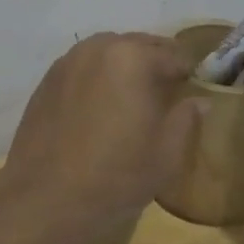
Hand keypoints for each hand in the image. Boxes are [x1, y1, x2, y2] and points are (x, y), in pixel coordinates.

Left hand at [0, 33, 201, 235]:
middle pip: (137, 45)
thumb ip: (186, 119)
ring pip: (106, 53)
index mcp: (132, 58)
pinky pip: (82, 68)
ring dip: (124, 67)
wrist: (44, 199)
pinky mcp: (46, 82)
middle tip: (166, 92)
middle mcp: (97, 49)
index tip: (191, 89)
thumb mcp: (165, 154)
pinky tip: (100, 107)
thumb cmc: (115, 176)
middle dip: (154, 63)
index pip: (172, 54)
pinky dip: (97, 78)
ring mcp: (67, 62)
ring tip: (132, 98)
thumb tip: (199, 101)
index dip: (187, 73)